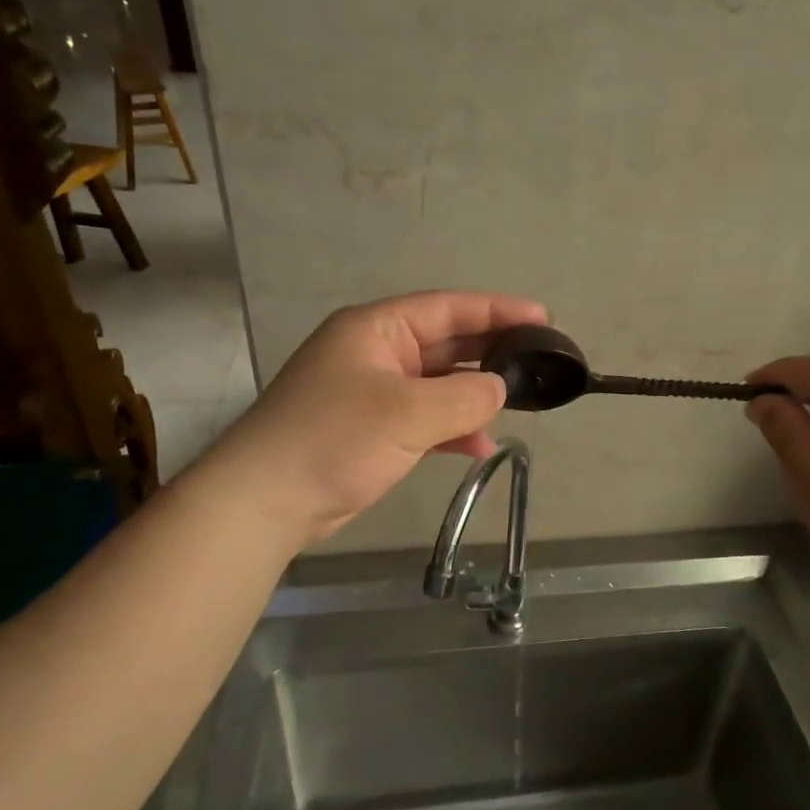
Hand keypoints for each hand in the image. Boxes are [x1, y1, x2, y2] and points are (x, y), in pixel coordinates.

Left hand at [215, 290, 548, 542]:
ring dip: (473, 394)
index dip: (497, 310)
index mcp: (376, 330)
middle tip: (539, 359)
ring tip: (519, 402)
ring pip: (437, 384)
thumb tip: (498, 389)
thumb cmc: (334, 439)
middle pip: (445, 342)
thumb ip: (463, 397)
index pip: (447, 308)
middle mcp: (375, 353)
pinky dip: (452, 430)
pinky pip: (424, 420)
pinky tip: (481, 446)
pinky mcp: (371, 431)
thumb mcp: (407, 413)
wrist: (265, 502)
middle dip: (490, 351)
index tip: (543, 318)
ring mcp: (372, 393)